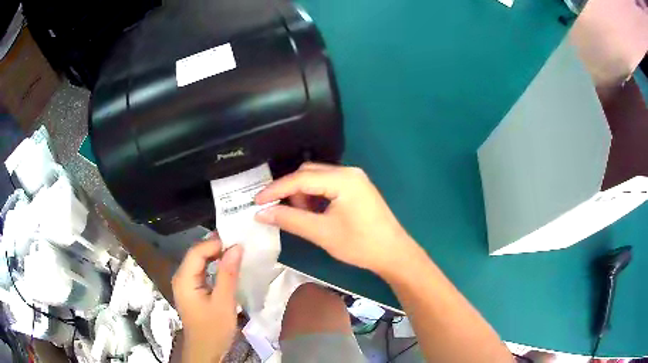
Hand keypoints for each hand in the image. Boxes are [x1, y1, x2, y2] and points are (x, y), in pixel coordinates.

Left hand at [172, 237, 242, 362]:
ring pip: (199, 262)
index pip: (197, 251)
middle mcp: (181, 277)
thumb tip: (236, 247)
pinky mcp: (191, 290)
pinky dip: (214, 266)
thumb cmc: (214, 329)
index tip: (238, 241)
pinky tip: (227, 266)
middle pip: (196, 254)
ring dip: (216, 256)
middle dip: (216, 247)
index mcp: (184, 279)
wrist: (206, 350)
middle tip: (239, 244)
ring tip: (236, 252)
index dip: (215, 243)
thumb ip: (228, 274)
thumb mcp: (224, 302)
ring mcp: (185, 284)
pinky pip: (201, 271)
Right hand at [255, 162, 415, 275]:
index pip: (300, 178)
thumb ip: (290, 220)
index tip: (257, 201)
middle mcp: (349, 172)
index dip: (276, 189)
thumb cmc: (360, 244)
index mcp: (342, 179)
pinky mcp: (357, 189)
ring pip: (318, 179)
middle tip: (283, 212)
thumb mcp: (322, 233)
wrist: (394, 254)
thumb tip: (261, 213)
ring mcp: (355, 179)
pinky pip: (328, 185)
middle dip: (291, 191)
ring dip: (304, 194)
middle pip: (308, 173)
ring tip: (303, 217)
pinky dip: (316, 197)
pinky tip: (315, 214)